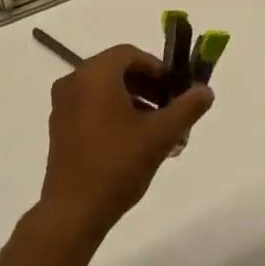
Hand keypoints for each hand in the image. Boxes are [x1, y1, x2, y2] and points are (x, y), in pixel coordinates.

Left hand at [38, 46, 212, 238]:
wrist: (73, 211)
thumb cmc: (118, 164)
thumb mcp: (160, 134)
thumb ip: (187, 107)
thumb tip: (205, 90)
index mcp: (95, 74)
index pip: (130, 54)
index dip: (157, 68)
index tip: (176, 88)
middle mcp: (74, 81)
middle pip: (117, 69)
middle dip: (147, 85)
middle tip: (170, 107)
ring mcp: (62, 105)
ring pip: (104, 89)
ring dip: (133, 100)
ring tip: (156, 127)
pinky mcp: (59, 127)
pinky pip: (91, 105)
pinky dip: (114, 111)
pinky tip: (133, 140)